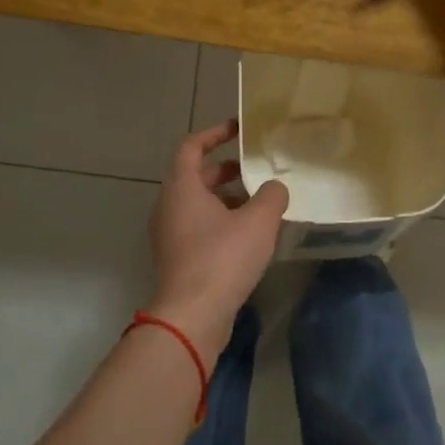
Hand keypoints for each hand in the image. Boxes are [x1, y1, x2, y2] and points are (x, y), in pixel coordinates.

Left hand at [147, 122, 289, 365]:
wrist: (192, 314)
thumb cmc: (222, 257)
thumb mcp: (259, 221)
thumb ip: (272, 196)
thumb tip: (275, 188)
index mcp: (182, 187)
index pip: (192, 146)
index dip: (215, 134)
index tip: (238, 130)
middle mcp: (168, 206)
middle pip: (195, 176)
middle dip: (226, 170)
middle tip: (255, 171)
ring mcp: (169, 234)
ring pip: (197, 204)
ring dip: (226, 199)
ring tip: (259, 206)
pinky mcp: (176, 258)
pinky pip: (198, 228)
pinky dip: (220, 222)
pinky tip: (249, 237)